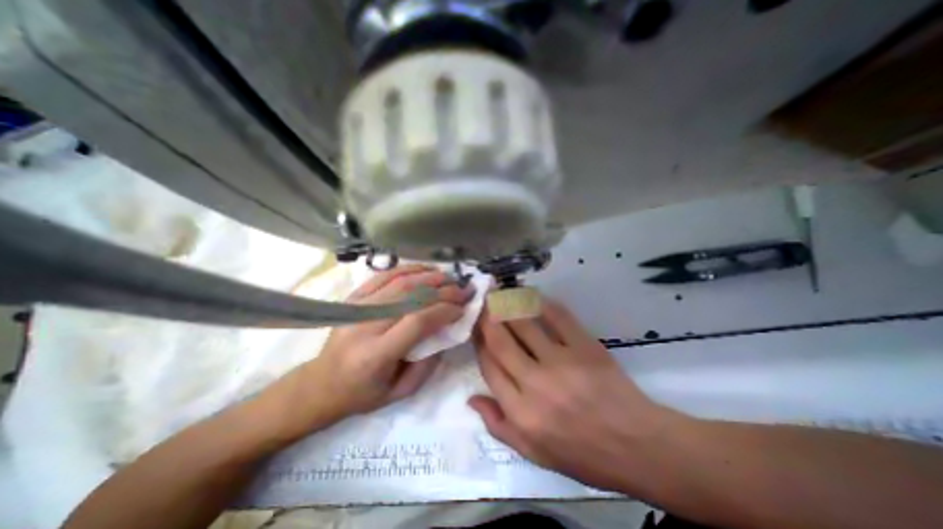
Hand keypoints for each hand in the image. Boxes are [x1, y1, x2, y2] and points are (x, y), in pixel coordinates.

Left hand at [262, 264, 470, 436]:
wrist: (319, 384)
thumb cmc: (361, 394)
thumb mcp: (400, 392)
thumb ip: (428, 363)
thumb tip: (446, 330)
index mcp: (376, 354)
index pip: (417, 321)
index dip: (444, 310)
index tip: (462, 308)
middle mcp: (365, 325)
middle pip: (410, 296)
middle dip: (443, 290)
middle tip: (464, 289)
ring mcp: (356, 307)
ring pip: (399, 281)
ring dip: (429, 276)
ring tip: (449, 277)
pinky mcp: (353, 298)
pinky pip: (383, 276)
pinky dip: (408, 269)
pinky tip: (424, 270)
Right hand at [469, 298, 685, 491]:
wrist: (637, 446)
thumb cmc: (583, 454)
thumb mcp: (535, 454)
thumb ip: (499, 426)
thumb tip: (472, 397)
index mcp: (522, 412)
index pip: (489, 367)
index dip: (479, 343)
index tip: (477, 329)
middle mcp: (536, 384)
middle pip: (501, 341)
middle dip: (487, 318)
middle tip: (483, 303)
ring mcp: (562, 362)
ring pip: (524, 324)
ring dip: (508, 306)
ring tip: (500, 294)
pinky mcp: (585, 347)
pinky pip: (558, 317)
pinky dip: (541, 304)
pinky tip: (532, 297)